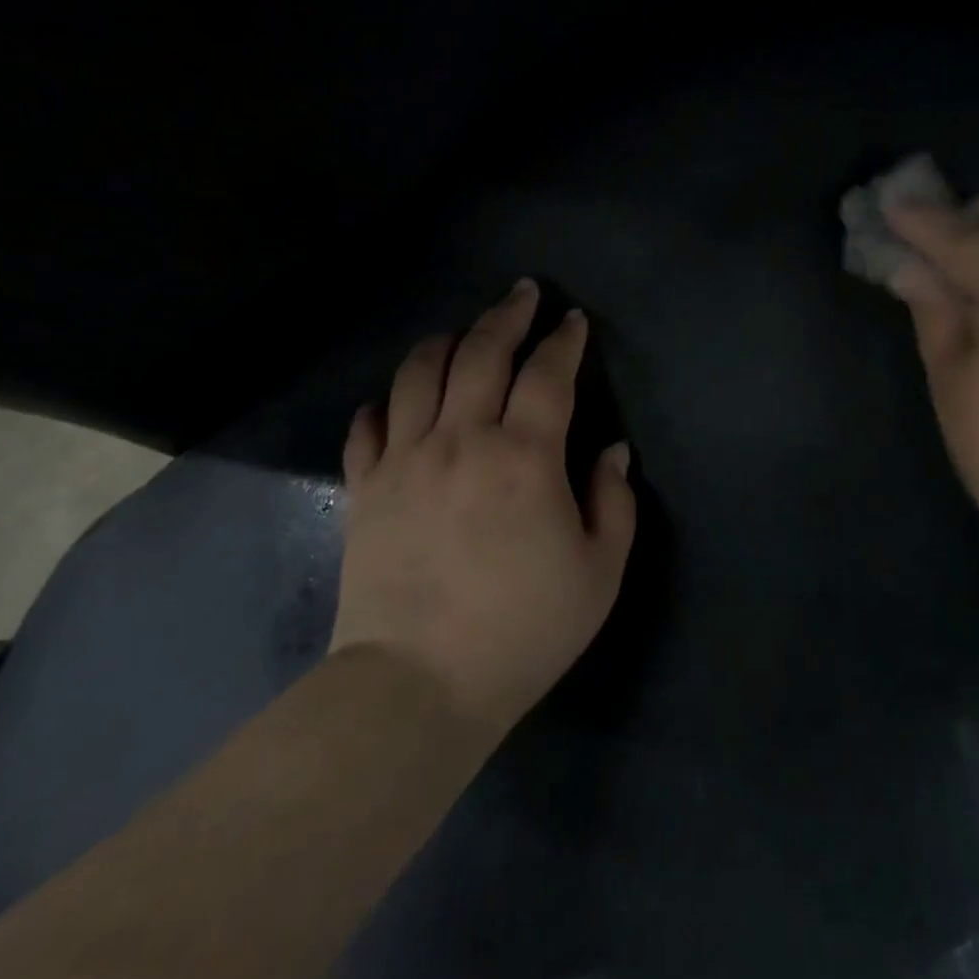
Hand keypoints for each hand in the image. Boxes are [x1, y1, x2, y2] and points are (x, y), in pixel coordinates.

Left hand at [333, 280, 635, 731]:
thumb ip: (612, 502)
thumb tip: (612, 452)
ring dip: (445, 342)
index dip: (563, 341)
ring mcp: (405, 460)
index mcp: (523, 456)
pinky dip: (385, 403)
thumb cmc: (523, 630)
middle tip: (522, 294)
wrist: (419, 684)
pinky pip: (369, 427)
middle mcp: (461, 440)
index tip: (572, 320)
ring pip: (418, 375)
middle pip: (481, 355)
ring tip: (462, 333)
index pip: (547, 376)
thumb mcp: (599, 571)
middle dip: (506, 316)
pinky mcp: (366, 489)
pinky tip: (397, 402)